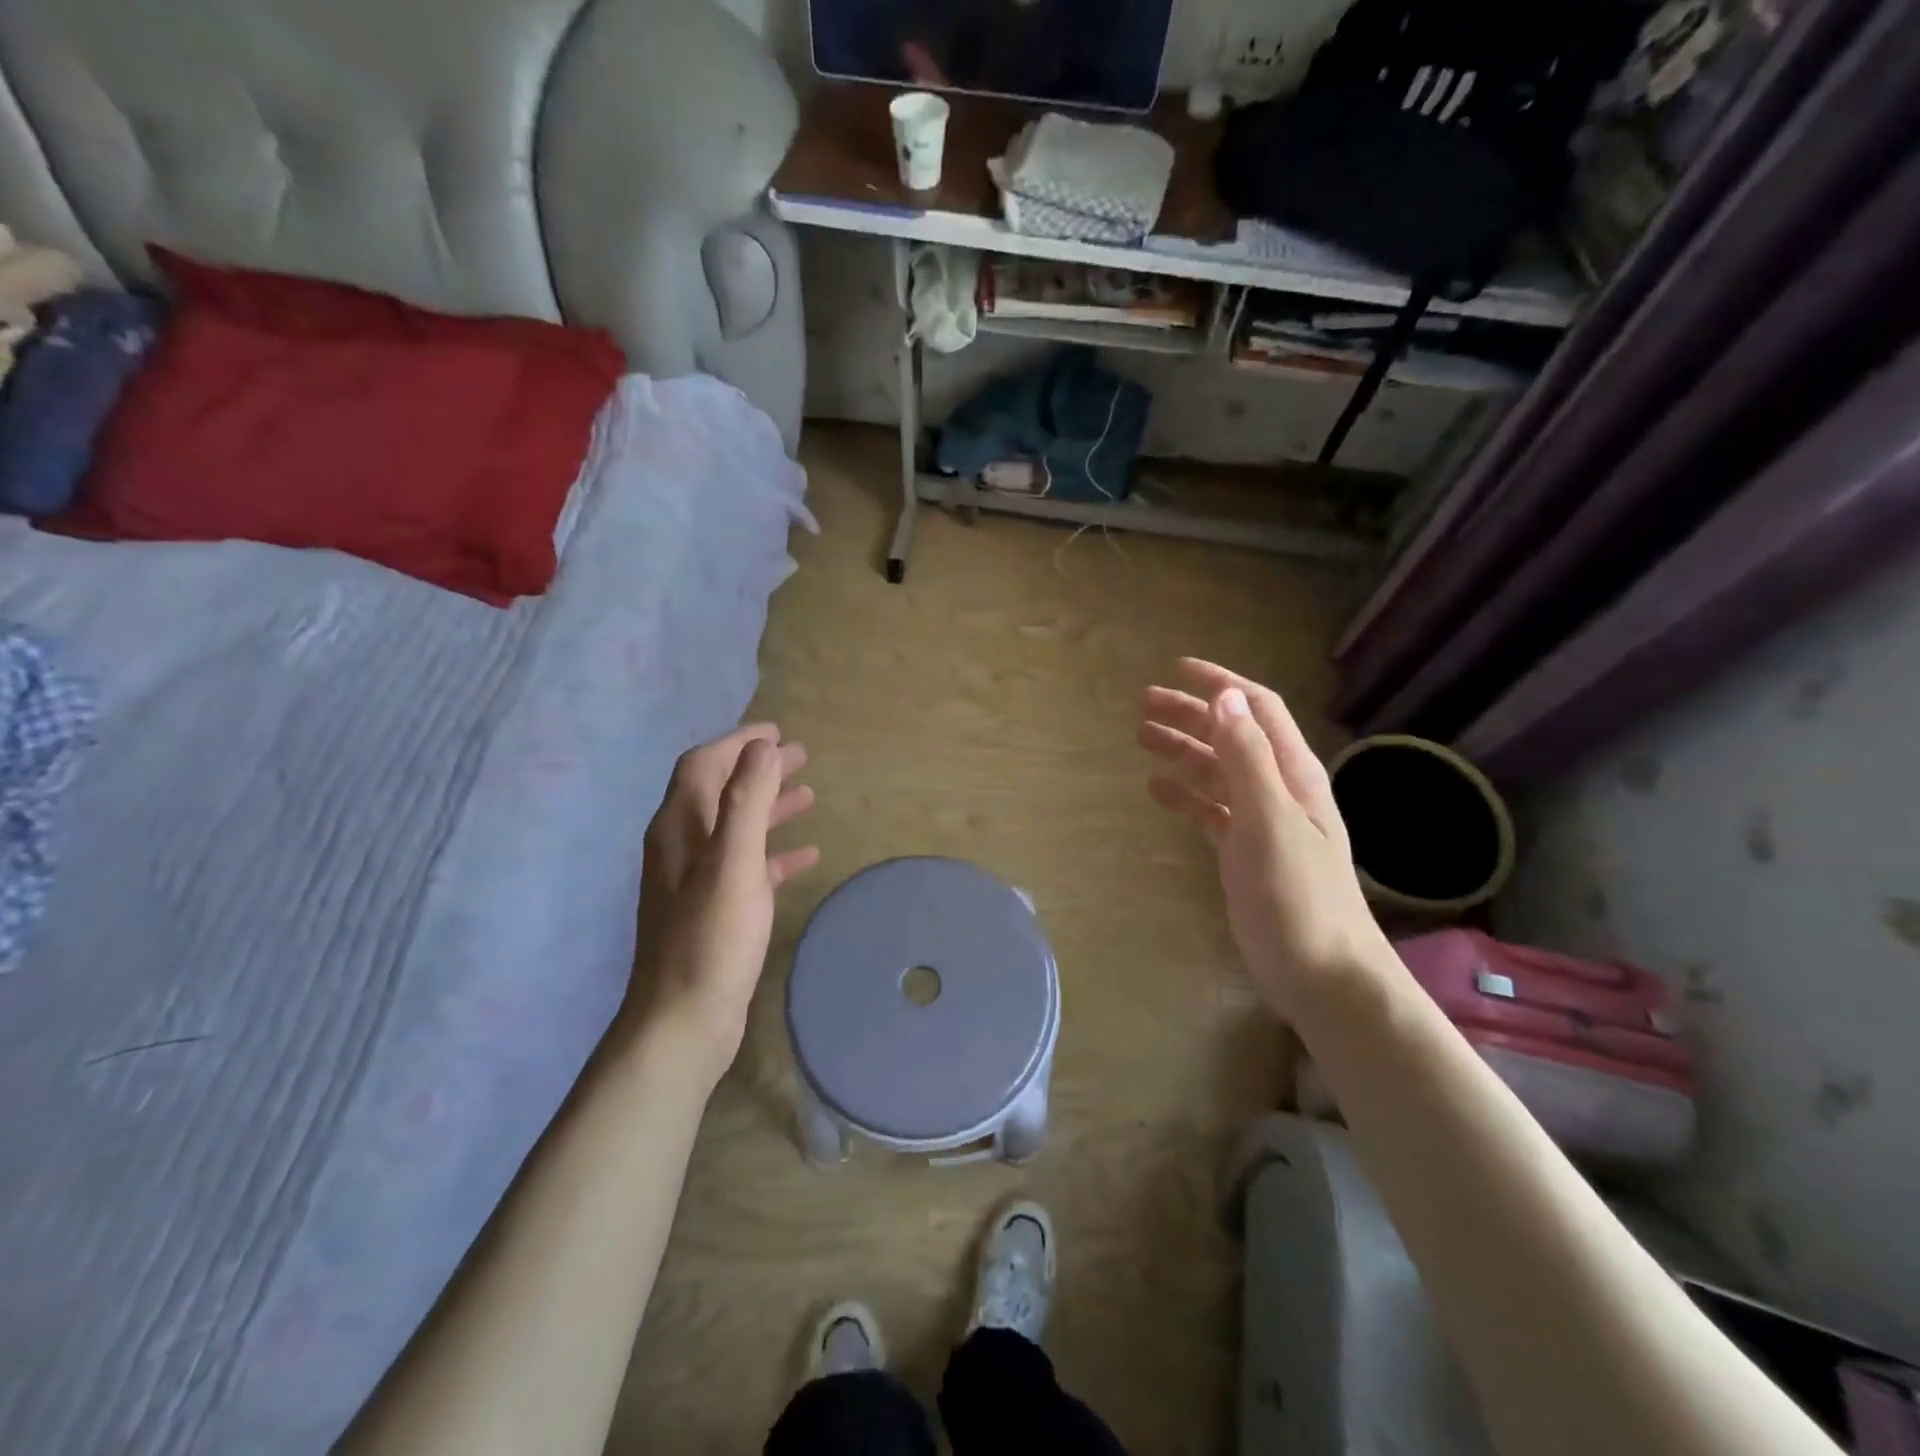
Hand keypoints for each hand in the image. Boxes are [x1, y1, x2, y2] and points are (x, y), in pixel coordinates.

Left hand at [630, 726, 818, 1087]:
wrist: (682, 1023)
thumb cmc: (711, 938)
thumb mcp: (733, 863)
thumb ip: (746, 801)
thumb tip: (762, 746)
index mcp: (679, 828)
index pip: (704, 765)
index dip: (738, 743)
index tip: (777, 732)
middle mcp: (680, 847)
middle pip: (720, 791)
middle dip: (758, 770)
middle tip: (801, 757)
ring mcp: (695, 881)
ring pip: (735, 828)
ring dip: (769, 807)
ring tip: (808, 796)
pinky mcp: (713, 911)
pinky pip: (747, 867)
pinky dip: (774, 853)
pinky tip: (805, 857)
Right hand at [1139, 659, 1389, 1020]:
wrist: (1321, 973)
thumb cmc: (1297, 895)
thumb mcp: (1270, 820)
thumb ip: (1247, 758)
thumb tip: (1226, 697)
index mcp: (1292, 773)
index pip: (1257, 709)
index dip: (1220, 684)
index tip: (1177, 668)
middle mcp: (1278, 789)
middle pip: (1231, 736)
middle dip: (1191, 715)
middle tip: (1143, 704)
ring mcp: (1261, 822)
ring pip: (1216, 772)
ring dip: (1182, 751)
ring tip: (1141, 738)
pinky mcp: (1244, 852)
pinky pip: (1210, 810)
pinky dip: (1184, 795)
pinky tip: (1157, 791)